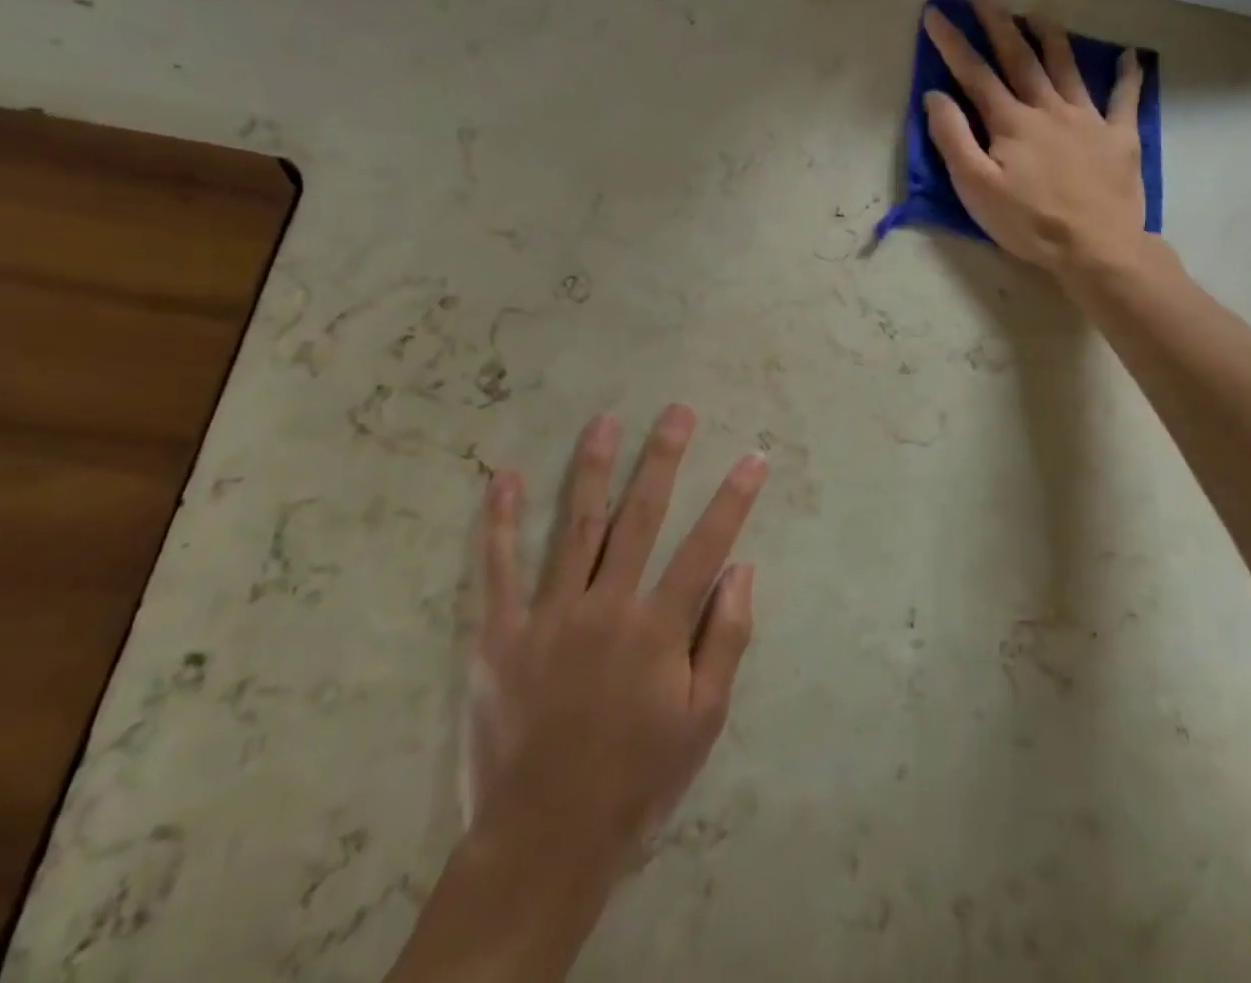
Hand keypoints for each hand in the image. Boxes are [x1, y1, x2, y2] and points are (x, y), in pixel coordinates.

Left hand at [471, 405, 762, 859]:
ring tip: (604, 421)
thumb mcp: (702, 721)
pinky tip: (501, 477)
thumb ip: (725, 640)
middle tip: (677, 411)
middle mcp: (606, 606)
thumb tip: (743, 570)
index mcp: (657, 628)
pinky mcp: (500, 633)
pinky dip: (500, 521)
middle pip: (640, 517)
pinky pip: (498, 568)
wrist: (544, 838)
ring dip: (592, 469)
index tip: (753, 457)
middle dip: (663, 458)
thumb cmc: (635, 778)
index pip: (706, 546)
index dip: (733, 499)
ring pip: (575, 526)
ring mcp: (549, 615)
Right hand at [923, 0, 1157, 277]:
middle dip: (999, 25)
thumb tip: (935, 95)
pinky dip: (1128, 75)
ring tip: (1037, 13)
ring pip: (1067, 67)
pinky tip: (1130, 56)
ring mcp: (1088, 119)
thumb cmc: (1028, 223)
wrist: (1096, 248)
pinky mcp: (1119, 137)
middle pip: (1021, 58)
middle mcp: (1048, 109)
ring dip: (1050, 36)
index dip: (952, 42)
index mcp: (1010, 122)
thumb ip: (953, 138)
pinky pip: (1125, 98)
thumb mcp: (975, 187)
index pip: (974, 74)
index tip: (935, 13)